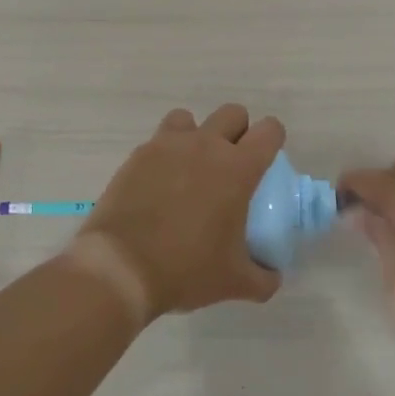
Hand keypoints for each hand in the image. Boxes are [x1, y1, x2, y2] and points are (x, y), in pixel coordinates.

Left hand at [77, 105, 283, 319]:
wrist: (121, 267)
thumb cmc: (186, 269)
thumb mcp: (235, 282)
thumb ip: (263, 278)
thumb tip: (272, 276)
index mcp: (237, 168)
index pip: (269, 131)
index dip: (273, 140)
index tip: (266, 162)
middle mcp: (205, 145)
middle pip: (232, 113)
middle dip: (237, 132)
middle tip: (231, 166)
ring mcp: (168, 146)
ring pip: (190, 119)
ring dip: (196, 135)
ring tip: (191, 168)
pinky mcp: (138, 155)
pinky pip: (158, 141)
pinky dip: (165, 155)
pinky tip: (160, 185)